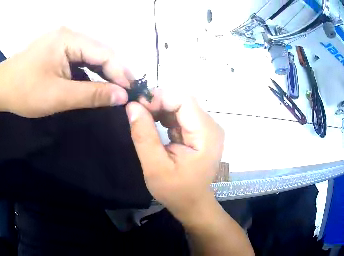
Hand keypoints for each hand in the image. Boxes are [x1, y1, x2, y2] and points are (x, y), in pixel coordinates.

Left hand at [0, 27, 129, 117]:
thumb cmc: (23, 91)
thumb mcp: (59, 95)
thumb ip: (93, 95)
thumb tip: (123, 96)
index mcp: (68, 39)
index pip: (105, 53)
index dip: (121, 73)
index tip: (132, 93)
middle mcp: (69, 35)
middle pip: (101, 53)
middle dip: (115, 73)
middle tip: (127, 94)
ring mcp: (63, 42)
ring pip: (93, 56)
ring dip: (105, 74)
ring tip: (118, 91)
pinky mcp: (59, 51)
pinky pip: (82, 60)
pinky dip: (92, 73)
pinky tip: (99, 84)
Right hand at [126, 90, 223, 225]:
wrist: (192, 203)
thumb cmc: (176, 190)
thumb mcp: (155, 167)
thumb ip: (144, 136)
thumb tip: (132, 106)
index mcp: (206, 134)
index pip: (183, 100)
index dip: (159, 98)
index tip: (137, 107)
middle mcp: (211, 125)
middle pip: (183, 100)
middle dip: (158, 103)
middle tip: (137, 113)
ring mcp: (207, 127)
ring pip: (181, 105)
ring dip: (161, 109)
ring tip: (144, 120)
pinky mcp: (201, 131)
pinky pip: (182, 115)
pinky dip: (166, 117)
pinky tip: (156, 126)